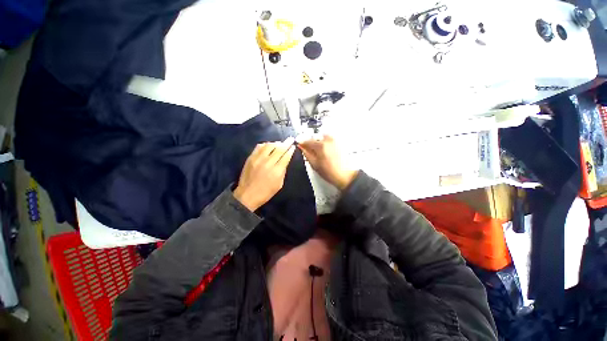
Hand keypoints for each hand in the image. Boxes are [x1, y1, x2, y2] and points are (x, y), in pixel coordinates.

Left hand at [234, 138, 295, 210]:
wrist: (247, 195)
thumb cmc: (266, 192)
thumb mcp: (279, 184)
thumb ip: (283, 171)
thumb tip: (285, 160)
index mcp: (277, 171)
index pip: (286, 156)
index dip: (291, 150)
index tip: (293, 146)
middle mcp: (268, 162)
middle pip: (279, 149)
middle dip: (286, 143)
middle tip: (290, 139)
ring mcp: (258, 159)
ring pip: (269, 145)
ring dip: (276, 143)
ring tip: (279, 143)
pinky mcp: (251, 158)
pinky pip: (259, 146)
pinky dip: (265, 144)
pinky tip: (268, 146)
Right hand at [298, 135, 357, 189]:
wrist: (346, 176)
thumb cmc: (331, 173)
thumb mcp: (315, 165)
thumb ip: (307, 154)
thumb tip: (301, 147)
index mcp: (321, 145)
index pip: (307, 140)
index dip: (301, 142)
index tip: (299, 144)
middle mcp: (328, 139)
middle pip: (315, 137)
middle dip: (310, 142)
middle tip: (308, 150)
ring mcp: (335, 140)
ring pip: (322, 137)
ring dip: (318, 142)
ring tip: (318, 152)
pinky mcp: (339, 143)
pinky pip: (329, 139)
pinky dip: (325, 143)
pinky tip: (325, 152)